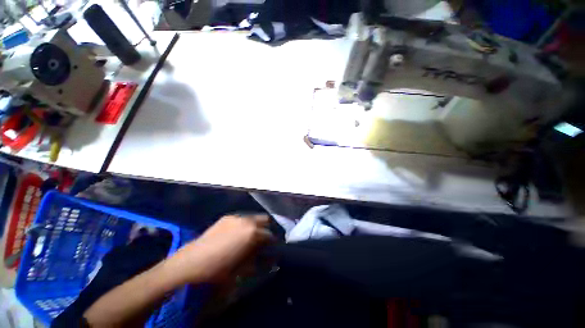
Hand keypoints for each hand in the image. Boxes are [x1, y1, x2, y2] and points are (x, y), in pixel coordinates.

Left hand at [165, 214, 273, 283]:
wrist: (191, 262)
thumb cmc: (219, 269)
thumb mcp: (244, 268)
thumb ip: (260, 259)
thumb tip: (270, 256)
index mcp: (252, 232)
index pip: (270, 234)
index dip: (272, 242)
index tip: (271, 247)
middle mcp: (247, 220)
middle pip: (265, 219)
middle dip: (266, 229)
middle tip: (262, 239)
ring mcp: (236, 216)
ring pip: (253, 217)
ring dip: (256, 225)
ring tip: (250, 236)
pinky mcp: (226, 217)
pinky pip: (241, 218)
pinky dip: (244, 224)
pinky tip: (237, 233)